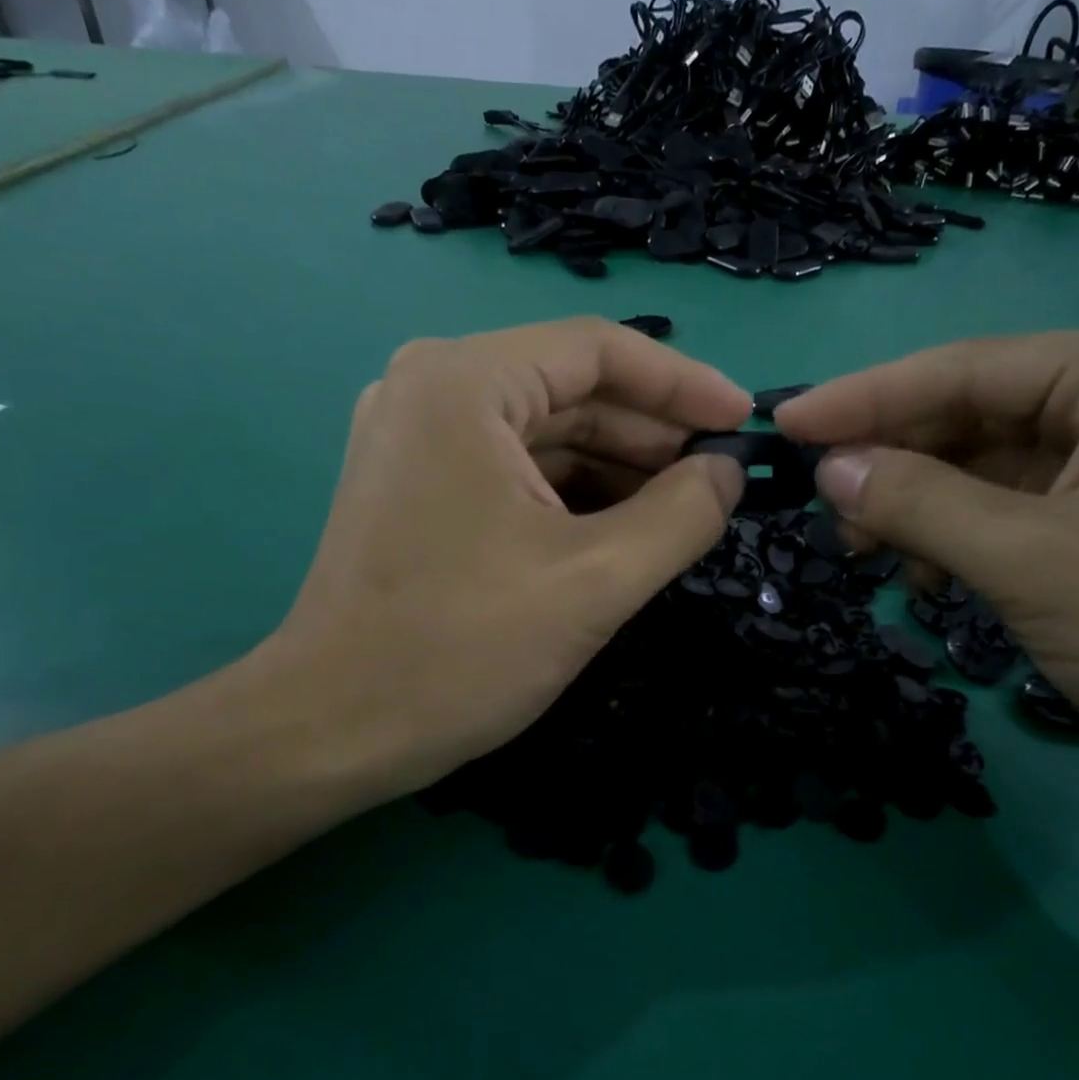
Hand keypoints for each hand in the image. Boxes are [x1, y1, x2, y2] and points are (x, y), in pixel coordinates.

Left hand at [249, 318, 748, 803]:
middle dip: (650, 434)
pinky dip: (571, 493)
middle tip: (720, 478)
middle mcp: (429, 388)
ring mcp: (414, 438)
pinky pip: (511, 468)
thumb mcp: (596, 580)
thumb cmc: (462, 650)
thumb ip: (682, 514)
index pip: (598, 350)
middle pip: (569, 388)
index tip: (744, 423)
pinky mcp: (413, 486)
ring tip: (682, 509)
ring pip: (542, 432)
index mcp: (464, 383)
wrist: (333, 730)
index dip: (683, 384)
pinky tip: (620, 529)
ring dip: (616, 468)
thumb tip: (728, 472)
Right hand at [776, 325, 1078, 793]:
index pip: (963, 370)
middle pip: (969, 416)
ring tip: (864, 552)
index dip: (863, 398)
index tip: (785, 423)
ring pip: (980, 466)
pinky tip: (924, 574)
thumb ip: (916, 503)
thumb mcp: (1027, 560)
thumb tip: (828, 469)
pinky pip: (1006, 507)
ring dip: (916, 507)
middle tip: (820, 507)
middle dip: (891, 463)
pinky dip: (954, 536)